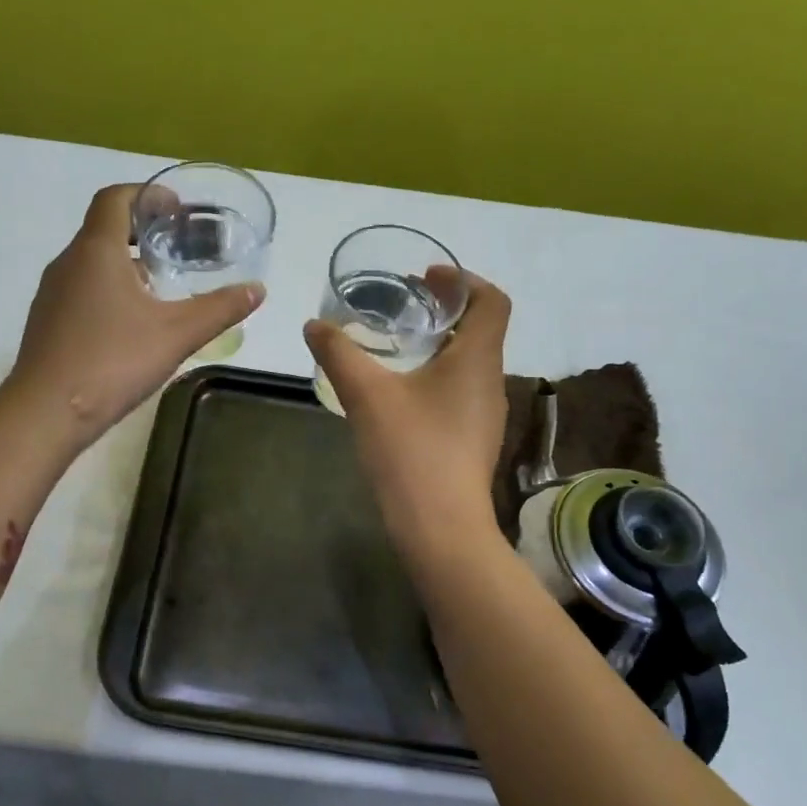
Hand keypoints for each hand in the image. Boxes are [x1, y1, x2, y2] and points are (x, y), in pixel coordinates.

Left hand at [8, 184, 263, 444]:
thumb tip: (257, 289)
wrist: (46, 412)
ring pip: (92, 262)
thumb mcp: (177, 334)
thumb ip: (219, 309)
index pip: (115, 198)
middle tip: (178, 248)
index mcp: (97, 251)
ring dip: (126, 264)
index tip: (176, 209)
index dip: (147, 195)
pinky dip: (109, 290)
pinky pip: (82, 290)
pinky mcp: (47, 322)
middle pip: (104, 229)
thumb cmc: (113, 362)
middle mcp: (68, 262)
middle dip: (142, 231)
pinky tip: (131, 324)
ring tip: (162, 287)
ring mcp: (52, 294)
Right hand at [304, 269, 511, 561]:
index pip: (493, 300)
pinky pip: (460, 391)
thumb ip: (339, 354)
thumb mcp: (367, 396)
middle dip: (445, 310)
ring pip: (470, 362)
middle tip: (404, 305)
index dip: (464, 279)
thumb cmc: (411, 450)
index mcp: (477, 359)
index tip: (426, 278)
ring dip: (441, 344)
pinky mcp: (473, 439)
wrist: (440, 527)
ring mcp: (485, 414)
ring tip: (398, 345)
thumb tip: (314, 325)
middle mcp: (490, 380)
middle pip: (481, 329)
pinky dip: (437, 376)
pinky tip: (402, 393)